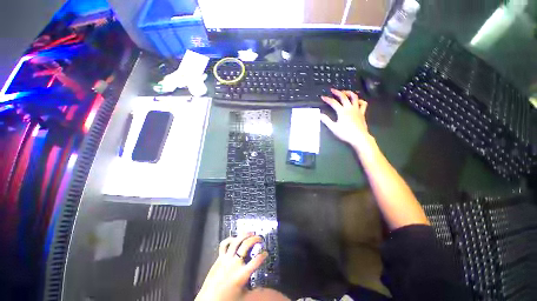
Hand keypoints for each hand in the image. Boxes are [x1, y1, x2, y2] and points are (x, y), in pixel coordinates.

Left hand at [195, 233, 267, 300]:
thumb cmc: (228, 300)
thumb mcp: (245, 296)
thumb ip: (256, 291)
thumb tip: (268, 291)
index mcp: (242, 274)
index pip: (256, 261)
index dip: (263, 255)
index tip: (265, 253)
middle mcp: (235, 263)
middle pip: (246, 245)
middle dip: (255, 239)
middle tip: (260, 239)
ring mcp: (226, 259)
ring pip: (236, 241)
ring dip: (245, 234)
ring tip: (251, 233)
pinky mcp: (219, 258)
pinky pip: (224, 244)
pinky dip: (230, 239)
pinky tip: (235, 238)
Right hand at [321, 89, 371, 149]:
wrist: (359, 137)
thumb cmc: (345, 133)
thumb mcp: (333, 128)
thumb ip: (326, 120)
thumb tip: (320, 115)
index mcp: (342, 111)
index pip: (333, 103)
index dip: (327, 99)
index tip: (323, 97)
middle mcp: (349, 108)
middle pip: (344, 97)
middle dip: (337, 92)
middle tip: (333, 90)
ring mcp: (357, 109)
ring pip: (354, 97)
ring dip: (349, 93)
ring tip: (345, 92)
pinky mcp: (362, 113)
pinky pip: (363, 104)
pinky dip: (360, 101)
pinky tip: (357, 101)